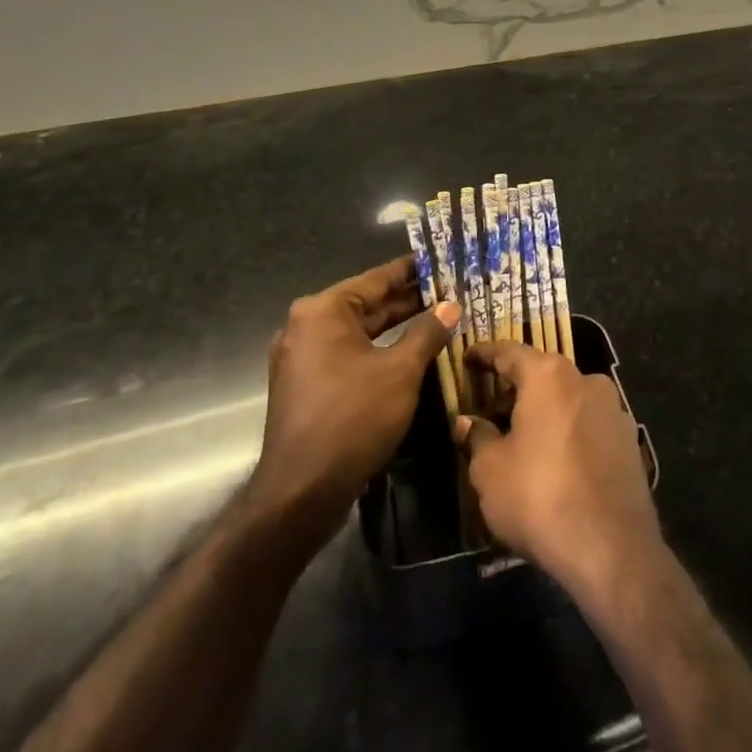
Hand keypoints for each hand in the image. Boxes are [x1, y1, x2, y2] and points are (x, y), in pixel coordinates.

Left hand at [248, 256, 458, 551]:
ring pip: (358, 331)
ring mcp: (302, 357)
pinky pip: (347, 354)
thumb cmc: (353, 419)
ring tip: (437, 318)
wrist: (301, 492)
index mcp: (323, 311)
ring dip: (395, 327)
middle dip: (407, 300)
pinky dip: (376, 350)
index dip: (412, 270)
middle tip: (449, 290)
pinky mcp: (305, 384)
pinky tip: (409, 353)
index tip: (441, 259)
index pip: (376, 279)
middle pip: (366, 304)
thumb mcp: (400, 372)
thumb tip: (450, 307)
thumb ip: (427, 333)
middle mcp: (306, 326)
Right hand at [453, 340, 660, 598]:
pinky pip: (588, 424)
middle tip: (489, 409)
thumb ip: (477, 437)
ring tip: (521, 439)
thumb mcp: (490, 470)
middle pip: (541, 374)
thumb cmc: (539, 497)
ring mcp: (613, 408)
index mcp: (548, 376)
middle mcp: (585, 379)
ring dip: (543, 411)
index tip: (467, 358)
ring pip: (567, 398)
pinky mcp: (629, 439)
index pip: (509, 351)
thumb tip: (468, 422)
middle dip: (514, 389)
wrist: (612, 548)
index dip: (484, 354)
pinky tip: (554, 460)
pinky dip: (567, 431)